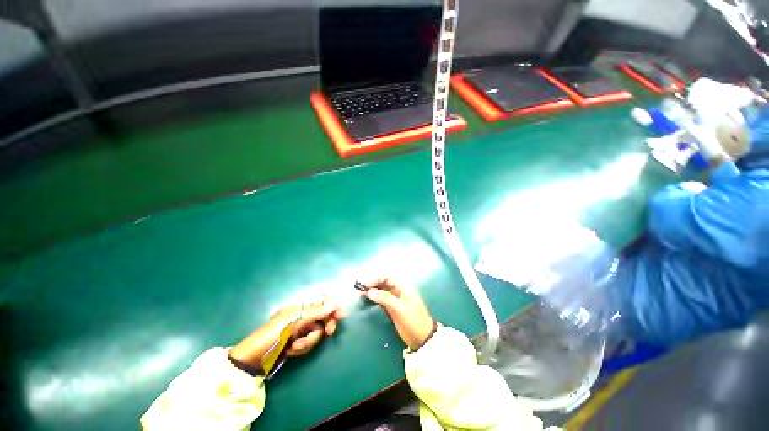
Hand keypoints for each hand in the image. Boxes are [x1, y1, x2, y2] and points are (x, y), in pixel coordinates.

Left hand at [229, 298, 343, 368]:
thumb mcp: (294, 322)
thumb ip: (316, 311)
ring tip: (295, 346)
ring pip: (317, 331)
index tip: (341, 315)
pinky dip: (303, 347)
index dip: (332, 306)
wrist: (253, 361)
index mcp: (300, 306)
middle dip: (325, 325)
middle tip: (329, 332)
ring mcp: (300, 329)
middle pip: (323, 316)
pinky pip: (309, 342)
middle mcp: (302, 315)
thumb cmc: (272, 336)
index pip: (322, 301)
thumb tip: (334, 302)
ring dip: (308, 341)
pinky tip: (292, 351)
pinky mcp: (297, 342)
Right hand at [362, 279, 435, 350]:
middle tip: (360, 287)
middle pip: (384, 282)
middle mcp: (399, 291)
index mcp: (403, 287)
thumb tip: (369, 291)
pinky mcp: (393, 308)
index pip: (387, 277)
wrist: (423, 339)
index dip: (376, 279)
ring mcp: (396, 299)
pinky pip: (383, 298)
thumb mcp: (399, 309)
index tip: (365, 284)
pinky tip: (368, 298)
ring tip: (361, 292)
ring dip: (373, 290)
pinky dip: (375, 297)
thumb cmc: (413, 321)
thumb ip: (385, 298)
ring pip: (382, 290)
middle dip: (373, 283)